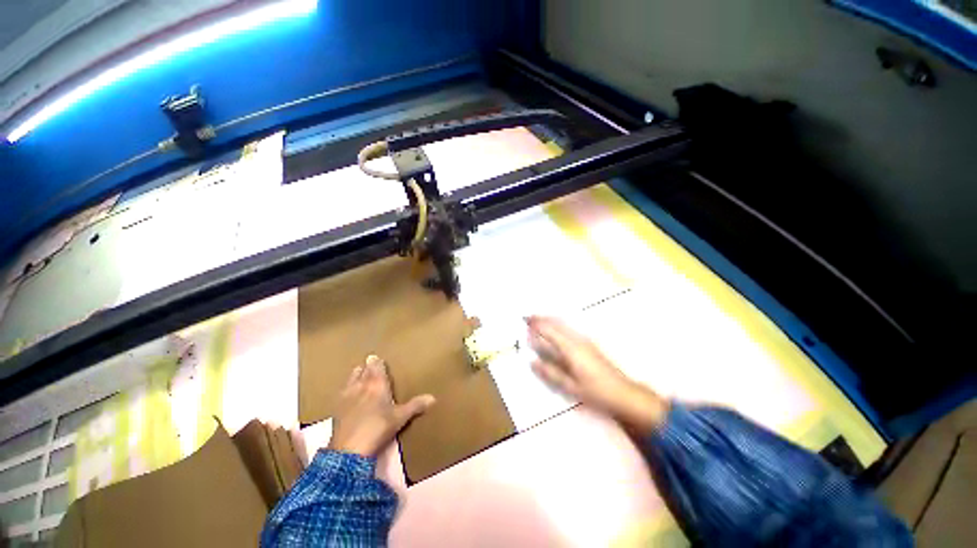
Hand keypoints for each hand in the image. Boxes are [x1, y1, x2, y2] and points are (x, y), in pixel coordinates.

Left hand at [327, 355, 435, 456]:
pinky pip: (341, 392)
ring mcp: (347, 397)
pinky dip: (346, 389)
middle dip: (367, 367)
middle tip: (369, 362)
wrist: (349, 449)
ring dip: (355, 375)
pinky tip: (346, 394)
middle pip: (363, 371)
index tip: (376, 357)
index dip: (377, 362)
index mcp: (377, 384)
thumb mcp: (400, 418)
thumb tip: (434, 397)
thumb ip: (416, 405)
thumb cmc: (379, 428)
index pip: (377, 367)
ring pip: (351, 379)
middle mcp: (361, 386)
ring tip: (358, 373)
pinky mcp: (336, 409)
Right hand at [527, 316, 667, 431]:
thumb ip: (550, 373)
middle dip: (542, 319)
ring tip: (538, 319)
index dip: (537, 325)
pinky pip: (569, 329)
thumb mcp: (570, 386)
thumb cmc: (595, 392)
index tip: (524, 319)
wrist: (624, 394)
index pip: (549, 331)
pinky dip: (558, 326)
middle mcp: (577, 340)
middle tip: (528, 316)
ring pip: (563, 325)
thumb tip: (532, 361)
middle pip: (556, 323)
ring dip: (550, 320)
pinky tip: (555, 329)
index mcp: (570, 349)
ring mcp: (585, 341)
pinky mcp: (589, 345)